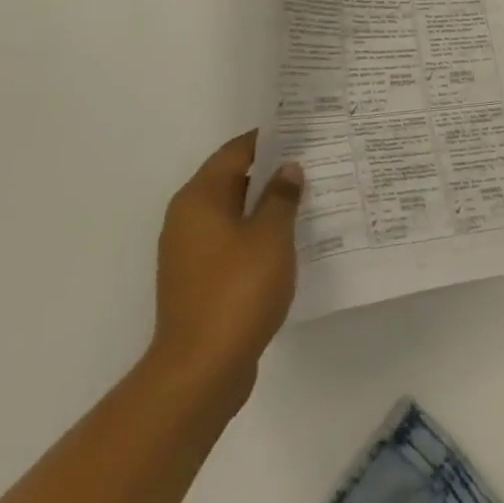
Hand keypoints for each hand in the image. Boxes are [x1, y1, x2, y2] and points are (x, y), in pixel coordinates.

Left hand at [145, 130, 302, 402]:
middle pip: (233, 180)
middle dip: (272, 172)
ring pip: (234, 213)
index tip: (303, 132)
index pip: (235, 152)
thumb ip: (282, 196)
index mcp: (200, 199)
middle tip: (314, 162)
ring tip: (310, 198)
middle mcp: (188, 219)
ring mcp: (190, 253)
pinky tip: (290, 241)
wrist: (201, 370)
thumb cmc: (237, 290)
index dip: (269, 139)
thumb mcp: (271, 235)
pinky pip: (233, 242)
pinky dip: (258, 235)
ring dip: (267, 205)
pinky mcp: (200, 281)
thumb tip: (288, 168)